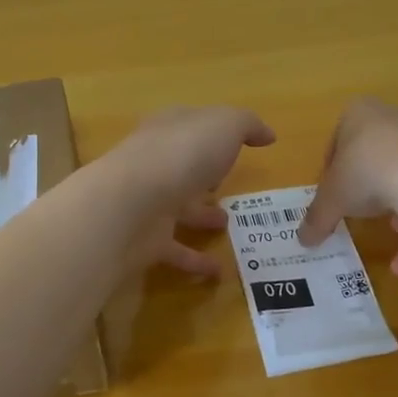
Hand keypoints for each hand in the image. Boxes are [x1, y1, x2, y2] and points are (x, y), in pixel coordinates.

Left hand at [102, 106, 275, 279]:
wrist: (131, 204)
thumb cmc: (182, 154)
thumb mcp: (225, 126)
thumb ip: (247, 125)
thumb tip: (267, 134)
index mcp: (169, 130)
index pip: (190, 124)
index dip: (212, 131)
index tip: (238, 144)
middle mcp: (155, 163)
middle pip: (182, 166)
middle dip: (203, 174)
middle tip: (227, 186)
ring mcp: (148, 202)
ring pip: (178, 207)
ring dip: (200, 215)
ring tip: (227, 225)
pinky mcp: (146, 239)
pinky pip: (176, 250)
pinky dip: (196, 261)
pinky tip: (219, 272)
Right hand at [298, 99, 397, 274]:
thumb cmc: (366, 172)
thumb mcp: (330, 200)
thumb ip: (316, 218)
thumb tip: (302, 240)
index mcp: (360, 114)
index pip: (339, 139)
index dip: (332, 171)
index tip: (332, 195)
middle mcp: (397, 117)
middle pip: (377, 154)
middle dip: (370, 186)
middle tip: (361, 212)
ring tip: (392, 231)